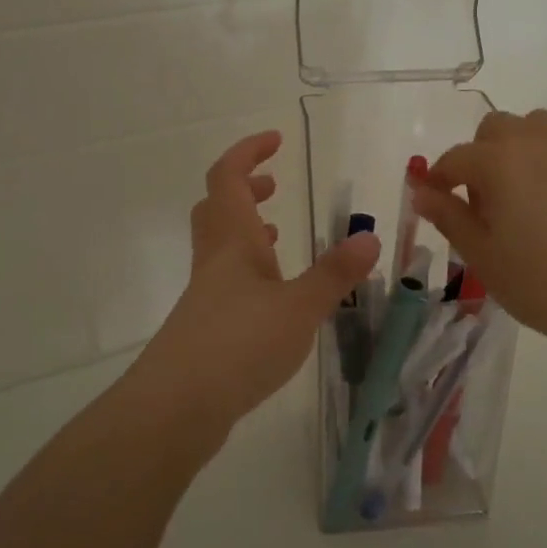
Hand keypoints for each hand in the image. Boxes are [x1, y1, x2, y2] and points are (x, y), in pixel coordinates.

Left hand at [130, 130, 380, 443]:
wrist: (177, 406)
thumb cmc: (239, 344)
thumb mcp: (299, 307)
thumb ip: (335, 274)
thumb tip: (369, 237)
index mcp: (233, 240)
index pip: (227, 177)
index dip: (248, 152)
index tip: (276, 140)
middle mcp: (214, 260)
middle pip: (217, 207)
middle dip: (244, 188)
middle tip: (274, 185)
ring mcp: (205, 294)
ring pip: (220, 245)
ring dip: (246, 229)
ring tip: (278, 234)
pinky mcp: (204, 326)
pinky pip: (225, 280)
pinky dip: (248, 270)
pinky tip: (271, 295)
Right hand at [411, 109, 546, 361]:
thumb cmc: (543, 284)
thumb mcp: (483, 257)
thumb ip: (449, 217)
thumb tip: (422, 192)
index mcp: (500, 162)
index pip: (456, 157)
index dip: (439, 178)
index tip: (436, 200)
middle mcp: (539, 143)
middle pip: (496, 128)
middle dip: (480, 155)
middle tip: (484, 200)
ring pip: (537, 127)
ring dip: (519, 148)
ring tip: (523, 193)